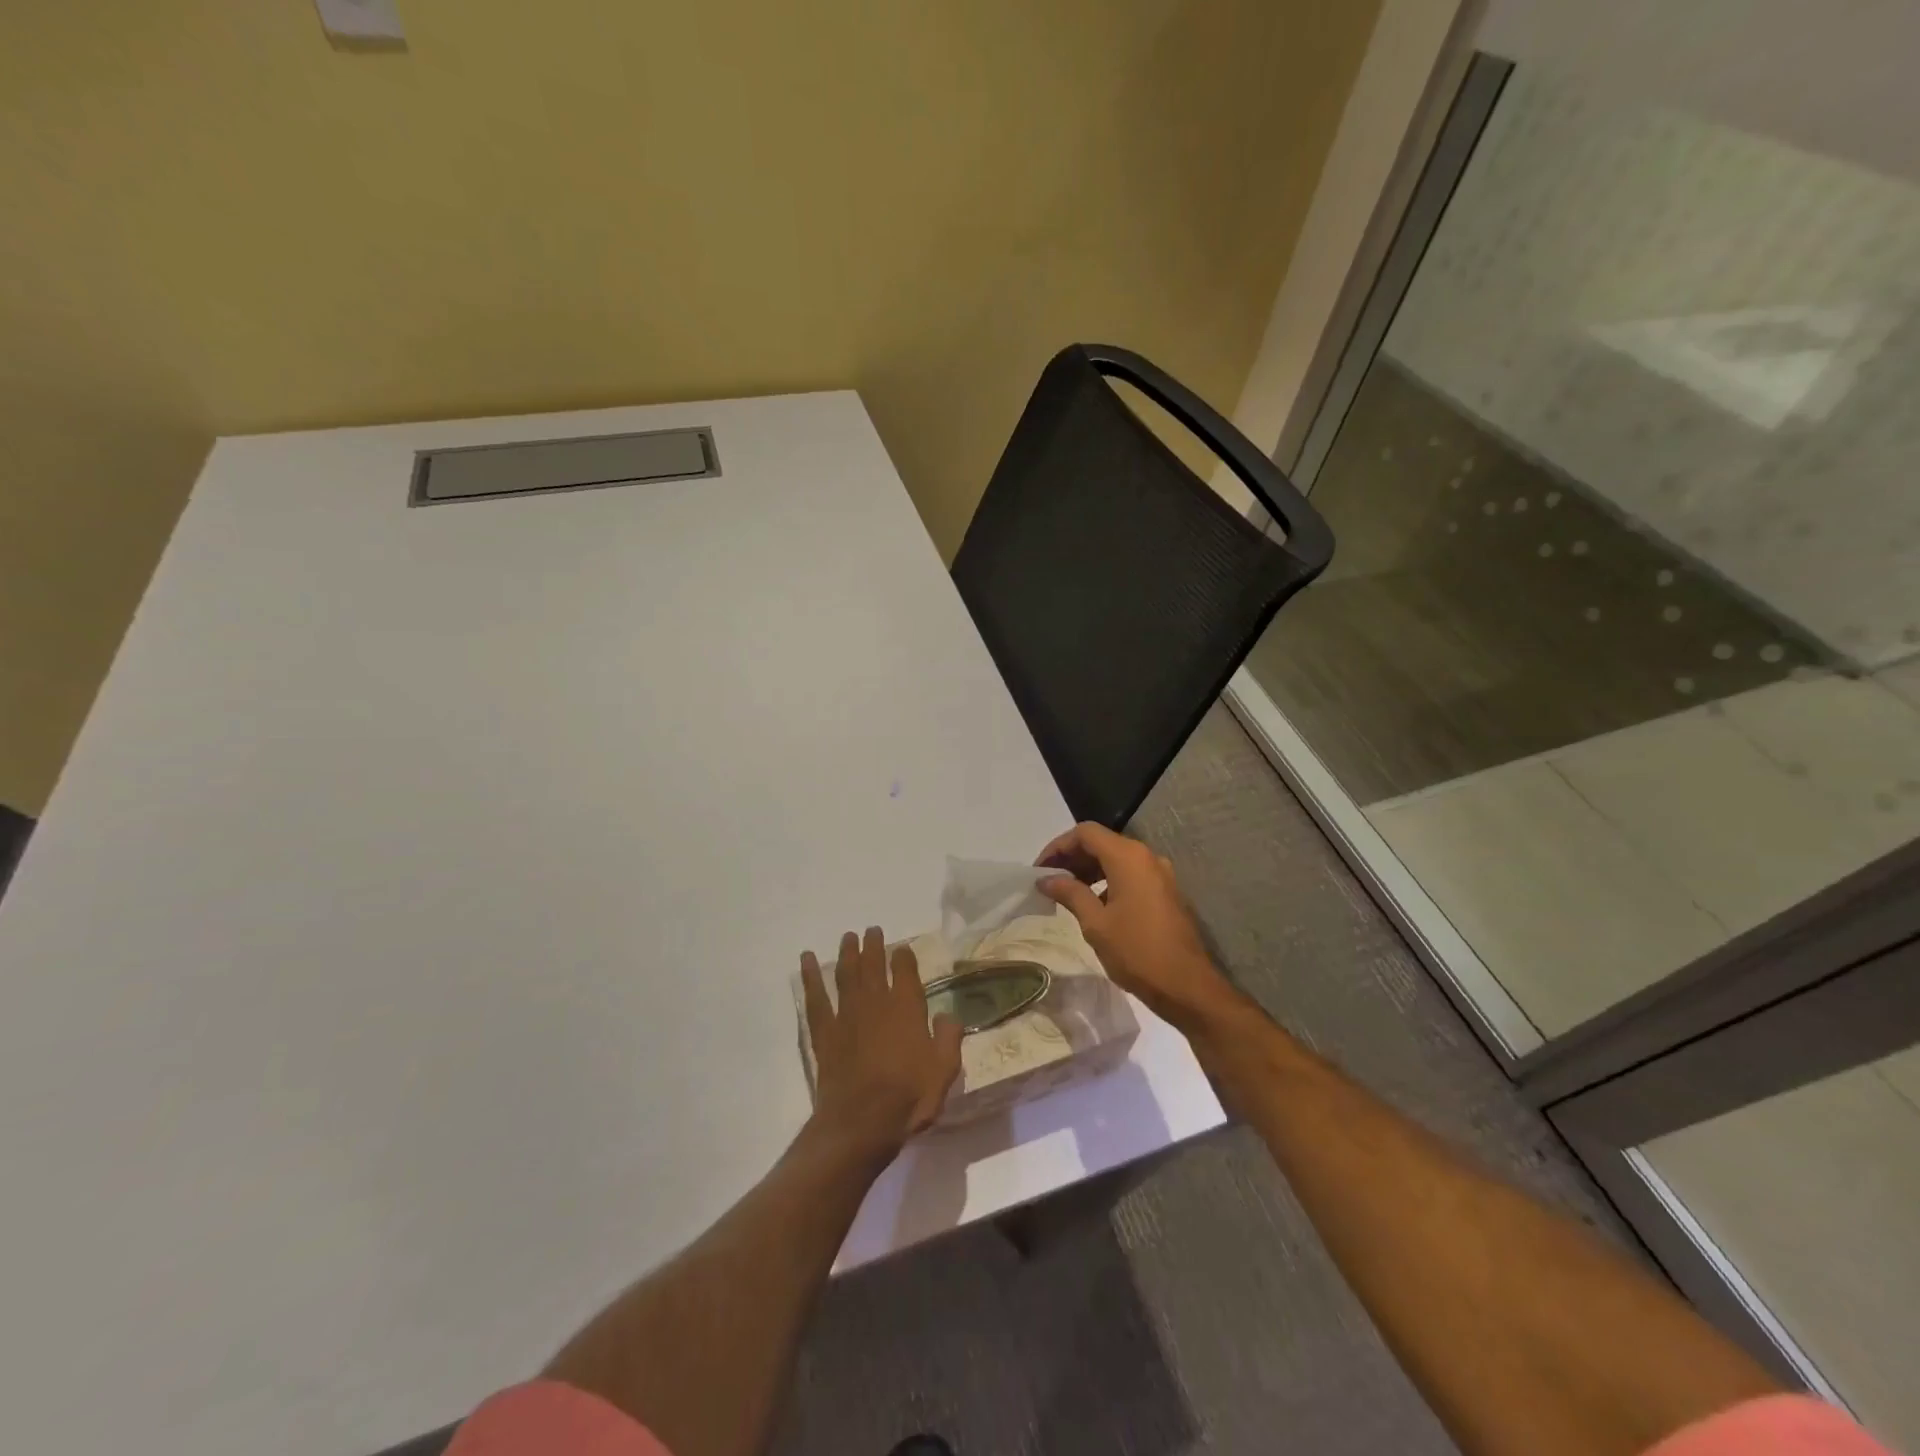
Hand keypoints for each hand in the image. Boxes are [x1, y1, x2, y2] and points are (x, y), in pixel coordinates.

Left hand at [801, 927, 962, 1158]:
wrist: (862, 1122)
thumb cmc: (909, 1097)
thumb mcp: (944, 1071)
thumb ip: (948, 1038)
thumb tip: (947, 1016)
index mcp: (906, 1008)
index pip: (905, 971)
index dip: (904, 957)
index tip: (902, 948)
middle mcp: (876, 1003)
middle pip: (873, 965)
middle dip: (874, 945)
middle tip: (872, 930)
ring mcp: (847, 1015)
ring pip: (846, 974)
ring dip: (847, 953)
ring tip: (848, 937)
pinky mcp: (824, 1033)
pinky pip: (815, 998)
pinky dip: (810, 977)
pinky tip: (806, 960)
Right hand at [1036, 823, 1236, 1031]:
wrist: (1187, 986)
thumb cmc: (1137, 952)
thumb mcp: (1095, 923)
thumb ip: (1069, 893)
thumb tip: (1046, 879)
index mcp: (1128, 857)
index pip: (1085, 833)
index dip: (1058, 846)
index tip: (1040, 869)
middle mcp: (1146, 857)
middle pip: (1101, 842)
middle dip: (1072, 857)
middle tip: (1049, 881)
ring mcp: (1159, 874)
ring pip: (1116, 858)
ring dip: (1089, 869)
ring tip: (1066, 892)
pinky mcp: (1165, 891)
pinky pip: (1130, 874)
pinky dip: (1107, 880)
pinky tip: (1093, 903)